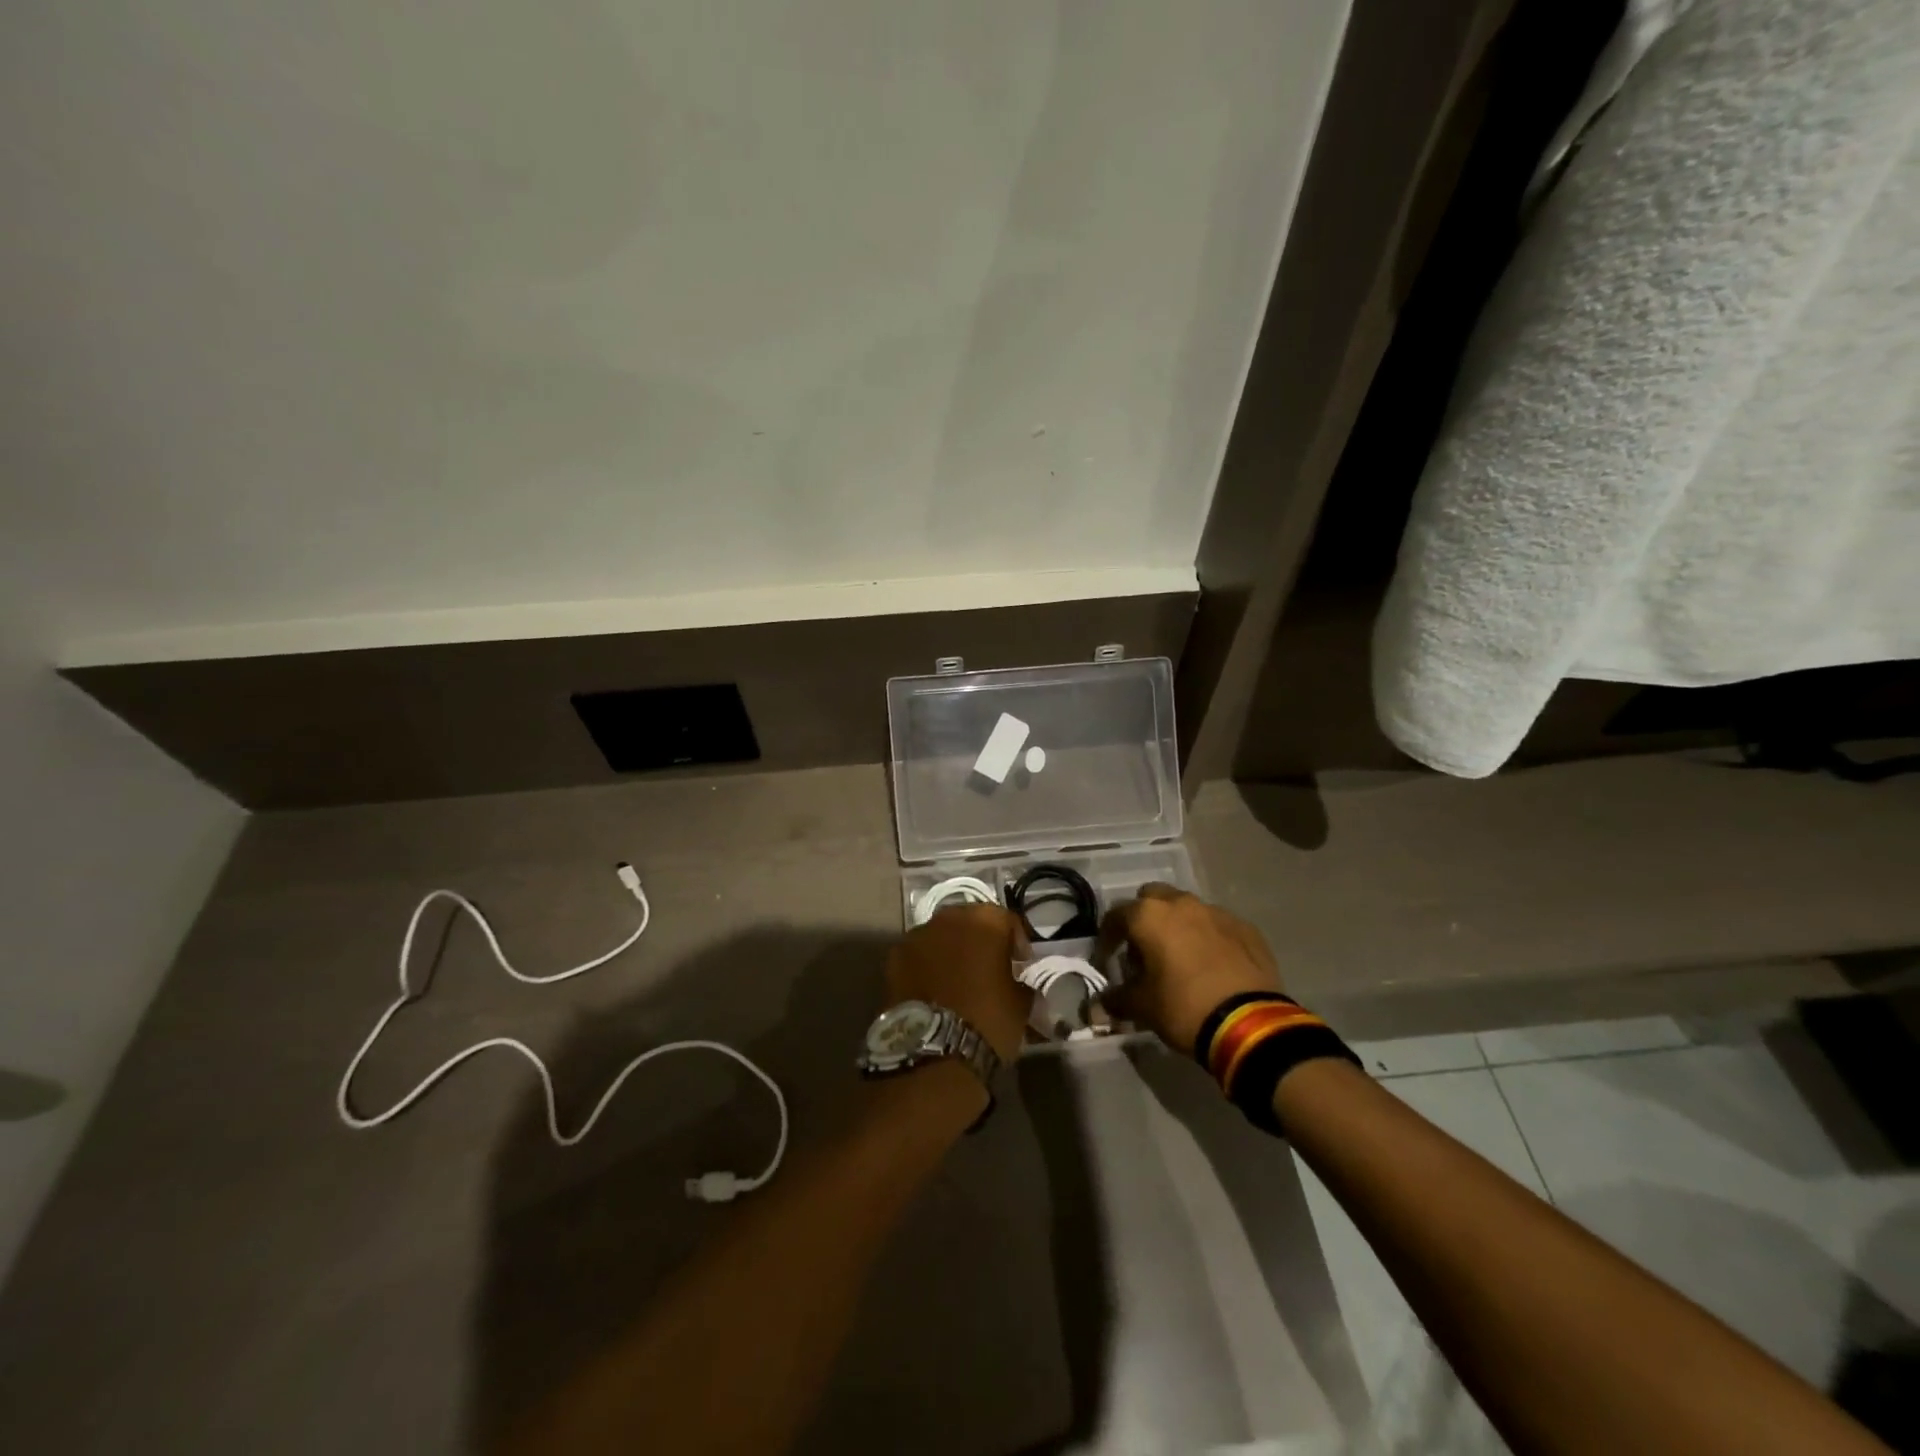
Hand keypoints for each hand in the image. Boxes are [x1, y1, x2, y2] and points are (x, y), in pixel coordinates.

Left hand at [884, 904, 1032, 1062]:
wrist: (935, 1052)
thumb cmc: (988, 1021)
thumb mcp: (1021, 1003)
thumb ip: (1020, 980)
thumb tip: (1017, 981)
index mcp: (985, 921)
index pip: (1006, 920)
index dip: (1016, 941)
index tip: (1020, 964)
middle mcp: (949, 918)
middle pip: (969, 921)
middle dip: (979, 941)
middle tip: (987, 968)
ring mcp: (917, 935)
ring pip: (940, 936)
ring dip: (950, 950)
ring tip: (958, 980)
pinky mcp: (894, 958)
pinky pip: (918, 955)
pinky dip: (926, 966)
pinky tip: (933, 990)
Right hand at [1101, 884, 1283, 1054]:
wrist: (1251, 1024)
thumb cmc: (1184, 1007)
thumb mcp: (1142, 1007)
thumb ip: (1116, 999)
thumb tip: (1100, 1004)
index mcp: (1150, 915)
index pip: (1115, 916)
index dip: (1107, 938)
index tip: (1106, 960)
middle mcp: (1182, 903)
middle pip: (1152, 898)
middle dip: (1144, 920)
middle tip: (1143, 951)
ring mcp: (1217, 913)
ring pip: (1187, 909)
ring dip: (1177, 926)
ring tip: (1178, 958)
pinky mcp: (1246, 928)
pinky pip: (1216, 926)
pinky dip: (1207, 938)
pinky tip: (1210, 966)